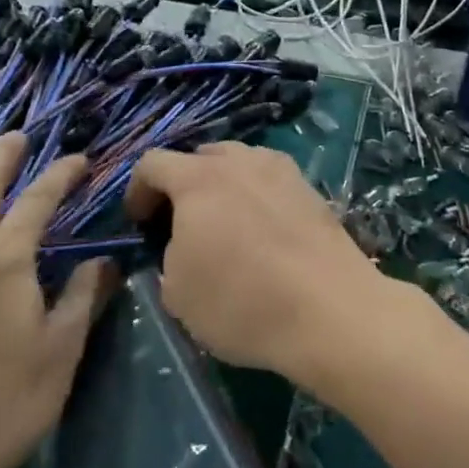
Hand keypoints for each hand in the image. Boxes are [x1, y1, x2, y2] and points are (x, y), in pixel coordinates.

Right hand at [124, 142, 394, 389]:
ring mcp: (281, 170)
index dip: (137, 190)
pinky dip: (256, 196)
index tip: (140, 223)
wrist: (330, 311)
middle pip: (199, 157)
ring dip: (223, 186)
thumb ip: (169, 256)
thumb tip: (184, 245)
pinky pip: (270, 180)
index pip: (152, 163)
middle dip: (182, 184)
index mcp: (198, 179)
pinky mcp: (311, 189)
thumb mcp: (178, 294)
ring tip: (225, 224)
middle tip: (182, 223)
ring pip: (239, 163)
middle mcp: (240, 161)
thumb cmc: (242, 302)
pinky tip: (263, 231)